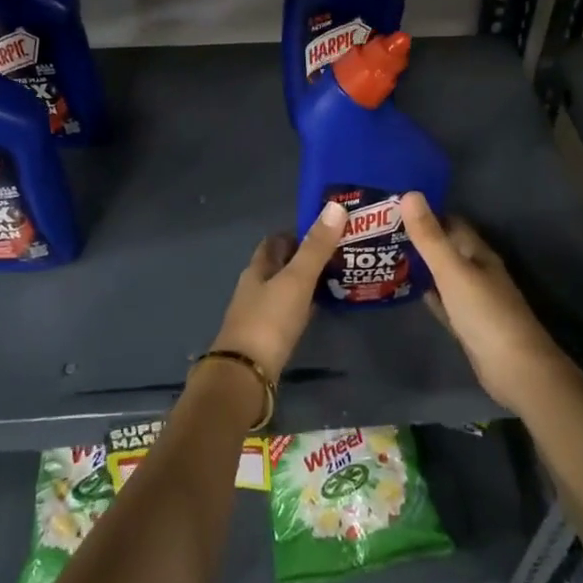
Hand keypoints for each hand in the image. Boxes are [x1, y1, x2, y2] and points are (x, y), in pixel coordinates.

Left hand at [208, 201, 347, 382]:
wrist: (246, 375)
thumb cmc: (270, 321)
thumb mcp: (296, 280)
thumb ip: (316, 247)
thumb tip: (336, 206)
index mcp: (257, 269)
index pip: (275, 242)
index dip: (296, 233)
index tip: (324, 229)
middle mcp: (254, 287)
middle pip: (279, 265)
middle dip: (303, 257)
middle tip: (337, 253)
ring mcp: (258, 314)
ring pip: (283, 289)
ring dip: (304, 282)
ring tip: (336, 278)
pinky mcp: (266, 338)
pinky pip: (287, 313)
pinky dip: (303, 306)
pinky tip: (319, 309)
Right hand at [401, 192, 569, 412]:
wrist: (514, 369)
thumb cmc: (484, 313)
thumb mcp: (452, 271)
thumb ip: (430, 236)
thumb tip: (409, 193)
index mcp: (478, 254)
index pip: (451, 223)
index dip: (426, 213)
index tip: (393, 206)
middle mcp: (477, 271)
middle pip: (446, 248)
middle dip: (419, 239)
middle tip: (381, 231)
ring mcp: (473, 299)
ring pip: (442, 275)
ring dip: (420, 266)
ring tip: (384, 256)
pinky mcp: (466, 324)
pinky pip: (442, 300)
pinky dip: (426, 293)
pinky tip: (406, 291)